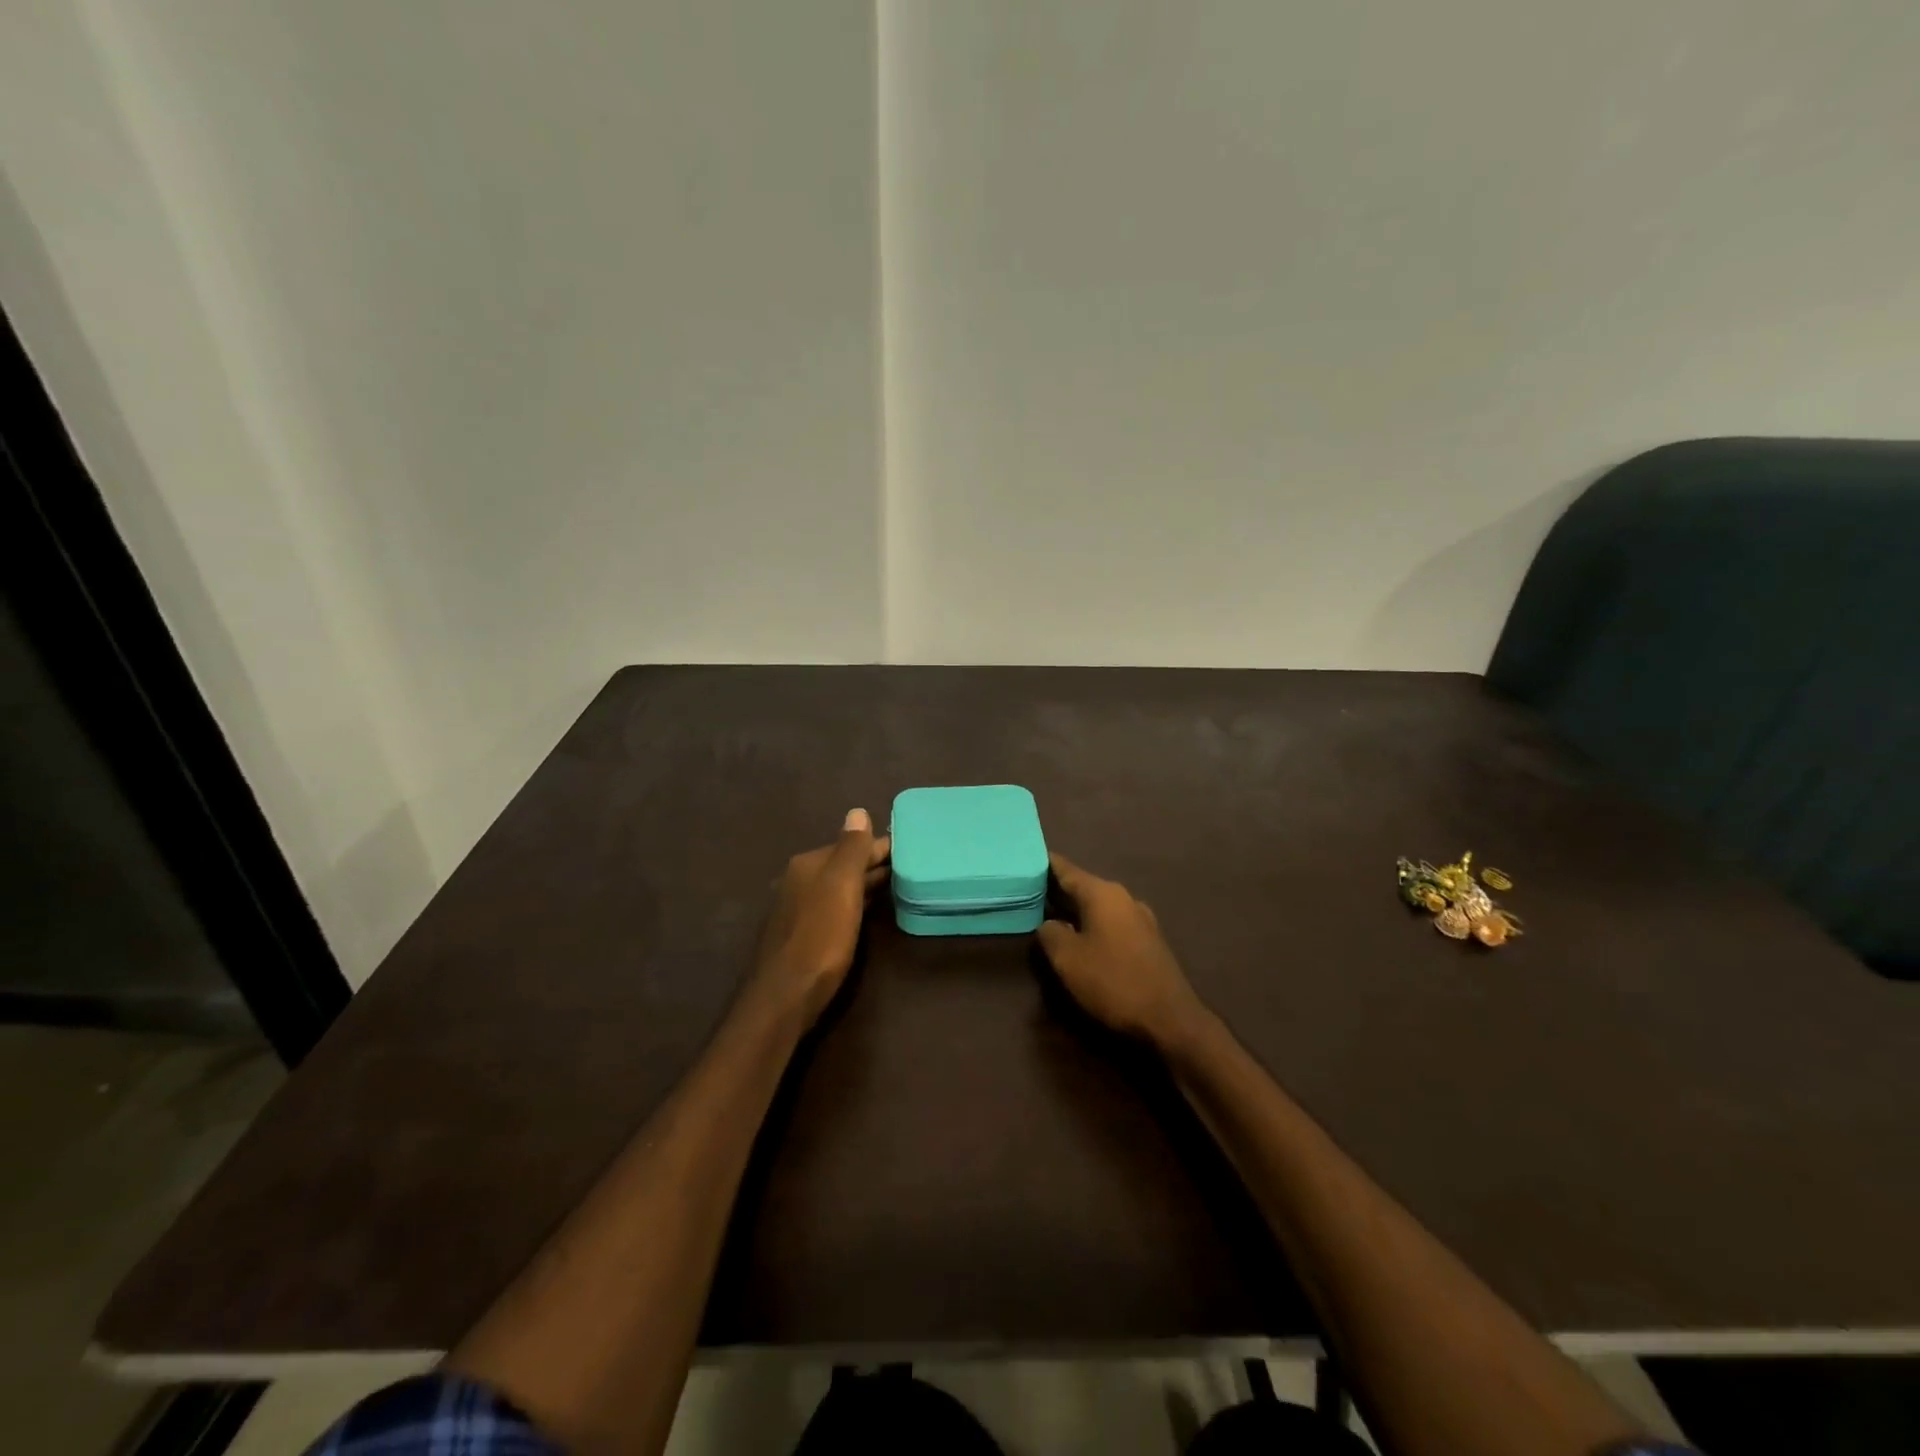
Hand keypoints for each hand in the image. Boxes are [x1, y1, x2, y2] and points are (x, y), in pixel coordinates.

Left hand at [756, 808, 890, 1022]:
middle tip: (910, 867)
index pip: (851, 845)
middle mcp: (798, 880)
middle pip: (842, 865)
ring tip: (897, 886)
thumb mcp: (841, 887)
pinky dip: (853, 903)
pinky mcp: (800, 934)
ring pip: (838, 887)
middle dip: (872, 864)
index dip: (880, 846)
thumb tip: (857, 811)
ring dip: (864, 884)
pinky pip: (833, 907)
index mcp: (808, 864)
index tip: (910, 848)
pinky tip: (867, 912)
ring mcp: (796, 908)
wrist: (785, 995)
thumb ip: (851, 849)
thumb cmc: (819, 937)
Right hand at [1037, 853, 1209, 1047]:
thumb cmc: (1113, 982)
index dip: (1044, 864)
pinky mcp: (1149, 940)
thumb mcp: (1068, 959)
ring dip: (1076, 910)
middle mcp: (1123, 897)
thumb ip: (1050, 933)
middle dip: (1057, 890)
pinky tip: (1083, 939)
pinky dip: (1093, 925)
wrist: (1170, 1019)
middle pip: (1083, 886)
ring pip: (1098, 906)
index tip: (1024, 860)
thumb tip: (1048, 923)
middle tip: (1029, 893)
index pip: (1066, 869)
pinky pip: (1112, 922)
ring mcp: (1140, 918)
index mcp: (1102, 893)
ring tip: (1051, 918)